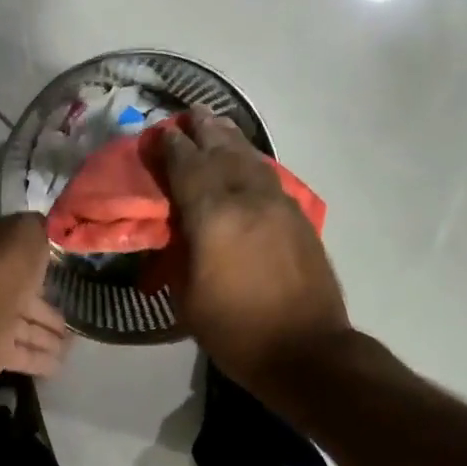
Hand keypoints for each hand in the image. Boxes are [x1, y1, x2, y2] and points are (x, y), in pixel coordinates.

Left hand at [0, 214, 71, 378]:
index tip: (66, 274)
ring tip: (71, 346)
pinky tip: (60, 366)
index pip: (21, 260)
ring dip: (47, 338)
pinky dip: (40, 361)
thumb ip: (40, 230)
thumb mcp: (26, 232)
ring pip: (26, 330)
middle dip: (48, 311)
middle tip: (73, 321)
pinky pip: (22, 356)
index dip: (43, 266)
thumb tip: (50, 228)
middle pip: (26, 300)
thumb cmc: (0, 266)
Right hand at [158, 106, 349, 392]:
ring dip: (230, 140)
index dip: (171, 147)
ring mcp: (279, 205)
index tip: (160, 132)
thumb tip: (180, 230)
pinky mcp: (299, 218)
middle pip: (222, 152)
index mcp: (214, 217)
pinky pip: (268, 177)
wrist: (306, 350)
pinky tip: (246, 162)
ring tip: (216, 125)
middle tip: (189, 115)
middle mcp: (247, 200)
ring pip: (250, 159)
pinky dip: (251, 162)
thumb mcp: (188, 298)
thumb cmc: (236, 331)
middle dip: (203, 131)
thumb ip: (181, 253)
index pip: (187, 168)